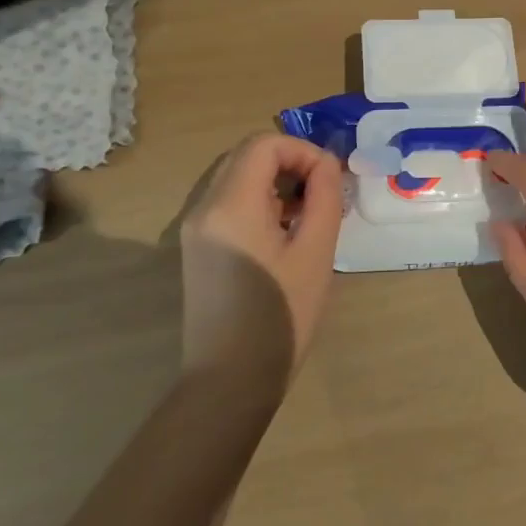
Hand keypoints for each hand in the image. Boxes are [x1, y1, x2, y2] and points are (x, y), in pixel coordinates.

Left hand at [179, 133, 343, 374]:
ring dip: (276, 181)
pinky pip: (229, 202)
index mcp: (230, 205)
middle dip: (291, 163)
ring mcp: (195, 228)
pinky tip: (284, 234)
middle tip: (323, 194)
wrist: (230, 381)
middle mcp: (203, 207)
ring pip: (238, 176)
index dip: (303, 151)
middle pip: (248, 155)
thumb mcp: (316, 252)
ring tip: (308, 215)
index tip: (330, 180)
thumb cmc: (281, 315)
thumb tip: (327, 165)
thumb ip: (325, 197)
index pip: (265, 144)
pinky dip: (260, 201)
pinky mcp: (197, 247)